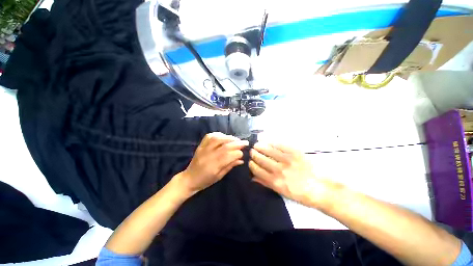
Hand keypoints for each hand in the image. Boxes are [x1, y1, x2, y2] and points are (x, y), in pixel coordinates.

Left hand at [179, 132, 248, 193]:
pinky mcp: (200, 145)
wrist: (189, 179)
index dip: (238, 153)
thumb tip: (241, 159)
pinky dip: (218, 134)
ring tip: (236, 139)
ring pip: (218, 139)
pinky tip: (224, 136)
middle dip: (237, 143)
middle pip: (225, 146)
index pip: (229, 156)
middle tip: (245, 142)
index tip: (243, 153)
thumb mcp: (220, 176)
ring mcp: (203, 149)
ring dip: (229, 137)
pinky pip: (209, 136)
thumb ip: (230, 166)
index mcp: (214, 166)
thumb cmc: (206, 180)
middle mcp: (209, 155)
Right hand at [249, 143, 332, 208]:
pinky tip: (268, 141)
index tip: (250, 161)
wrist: (320, 189)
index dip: (251, 164)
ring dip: (260, 146)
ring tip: (257, 145)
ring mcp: (287, 160)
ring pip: (268, 150)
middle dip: (254, 154)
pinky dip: (272, 143)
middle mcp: (278, 170)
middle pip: (261, 159)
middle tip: (252, 151)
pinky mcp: (295, 153)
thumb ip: (266, 183)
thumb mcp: (281, 192)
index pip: (257, 170)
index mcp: (274, 181)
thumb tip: (252, 178)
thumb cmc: (300, 194)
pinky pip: (279, 145)